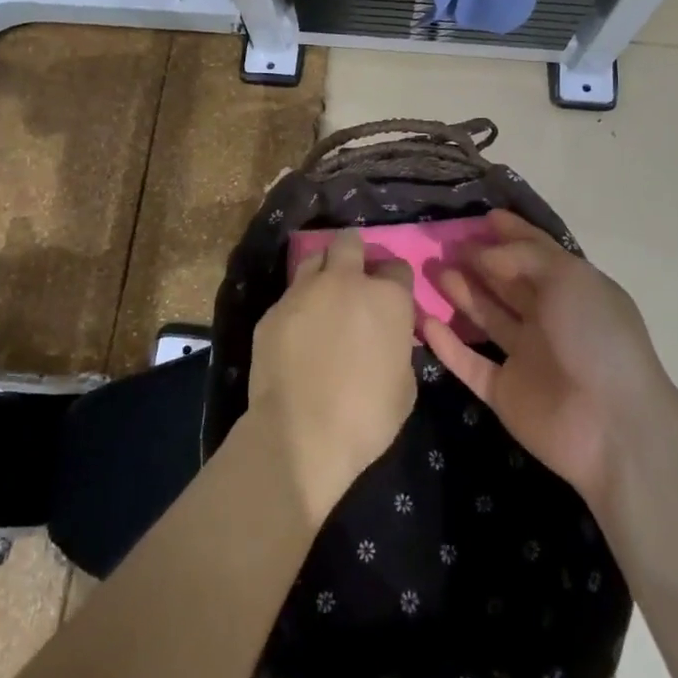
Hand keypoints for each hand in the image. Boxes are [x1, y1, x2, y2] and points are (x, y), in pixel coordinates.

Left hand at [247, 229, 416, 523]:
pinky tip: (297, 332)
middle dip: (354, 254)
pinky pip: (290, 295)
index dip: (395, 283)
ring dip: (323, 272)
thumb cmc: (365, 416)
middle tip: (354, 281)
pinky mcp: (273, 309)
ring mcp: (304, 291)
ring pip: (314, 259)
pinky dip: (298, 306)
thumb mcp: (405, 385)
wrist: (299, 434)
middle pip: (350, 242)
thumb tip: (388, 340)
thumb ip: (398, 348)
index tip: (391, 300)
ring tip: (322, 299)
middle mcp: (346, 281)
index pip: (397, 267)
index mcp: (387, 297)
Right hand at [422, 210, 673, 507]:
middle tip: (444, 242)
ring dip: (459, 293)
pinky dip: (447, 343)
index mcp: (572, 290)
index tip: (482, 217)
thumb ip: (522, 256)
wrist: (612, 426)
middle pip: (506, 282)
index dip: (512, 233)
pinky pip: (469, 362)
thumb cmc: (595, 337)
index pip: (537, 253)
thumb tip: (483, 252)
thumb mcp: (567, 277)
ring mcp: (526, 357)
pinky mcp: (504, 392)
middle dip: (478, 260)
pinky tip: (424, 320)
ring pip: (485, 317)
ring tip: (430, 270)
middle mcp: (549, 319)